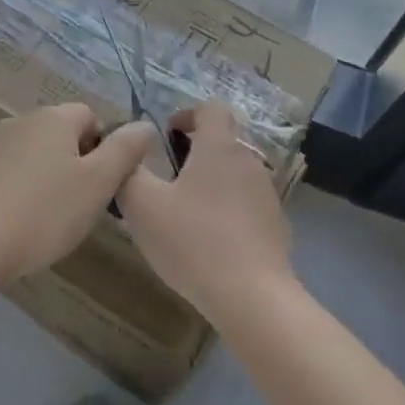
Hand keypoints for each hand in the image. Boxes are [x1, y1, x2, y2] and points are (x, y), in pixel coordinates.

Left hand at [0, 104, 154, 280]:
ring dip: (45, 178)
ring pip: (32, 155)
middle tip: (79, 206)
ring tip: (47, 219)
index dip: (103, 148)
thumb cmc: (43, 213)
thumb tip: (144, 125)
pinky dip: (17, 191)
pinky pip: (6, 174)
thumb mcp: (97, 184)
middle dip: (75, 164)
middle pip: (60, 135)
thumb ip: (125, 151)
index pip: (90, 117)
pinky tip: (16, 223)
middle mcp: (19, 121)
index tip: (101, 185)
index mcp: (52, 118)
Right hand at [115, 101, 295, 322]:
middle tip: (167, 179)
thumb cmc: (193, 241)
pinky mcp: (277, 225)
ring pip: (235, 173)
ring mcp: (267, 194)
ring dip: (212, 182)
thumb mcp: (143, 206)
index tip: (166, 137)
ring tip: (185, 214)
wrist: (252, 297)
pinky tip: (211, 242)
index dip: (187, 114)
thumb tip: (127, 154)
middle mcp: (249, 161)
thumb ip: (128, 172)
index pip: (210, 107)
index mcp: (219, 147)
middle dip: (195, 152)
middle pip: (223, 140)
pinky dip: (228, 211)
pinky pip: (247, 204)